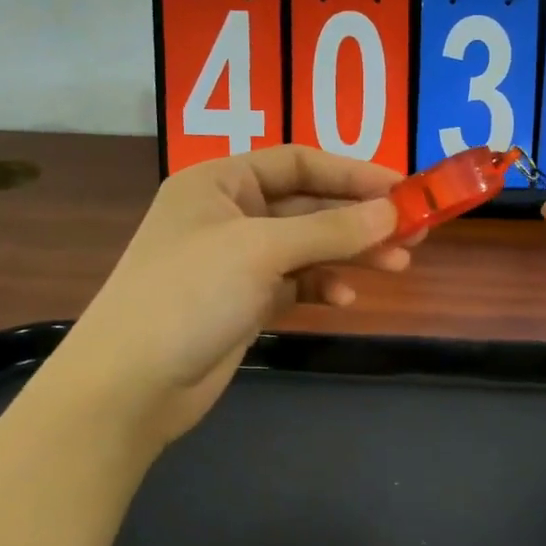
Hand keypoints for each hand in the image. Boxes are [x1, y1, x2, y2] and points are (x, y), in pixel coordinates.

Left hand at [69, 146, 405, 447]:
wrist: (131, 384)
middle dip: (360, 218)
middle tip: (414, 232)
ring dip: (351, 253)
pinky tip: (345, 297)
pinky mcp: (246, 301)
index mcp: (220, 182)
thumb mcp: (261, 250)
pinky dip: (323, 285)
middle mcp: (230, 214)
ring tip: (398, 265)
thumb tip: (392, 212)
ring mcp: (238, 260)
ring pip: (308, 246)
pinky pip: (297, 282)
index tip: (403, 189)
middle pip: (309, 205)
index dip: (352, 172)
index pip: (298, 162)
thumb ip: (330, 229)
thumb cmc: (189, 295)